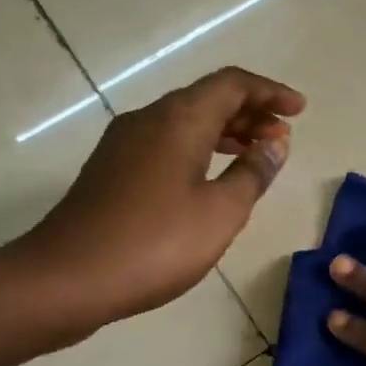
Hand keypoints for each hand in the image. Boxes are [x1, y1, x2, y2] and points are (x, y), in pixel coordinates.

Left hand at [11, 67, 304, 334]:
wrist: (65, 280)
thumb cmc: (154, 243)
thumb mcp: (221, 212)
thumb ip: (253, 173)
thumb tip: (275, 143)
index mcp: (178, 120)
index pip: (232, 85)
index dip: (269, 92)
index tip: (299, 110)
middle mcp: (149, 120)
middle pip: (207, 98)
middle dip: (250, 112)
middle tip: (283, 138)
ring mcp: (125, 144)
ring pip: (186, 121)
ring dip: (226, 131)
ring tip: (257, 155)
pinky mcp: (112, 170)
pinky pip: (168, 142)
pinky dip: (200, 148)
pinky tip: (213, 178)